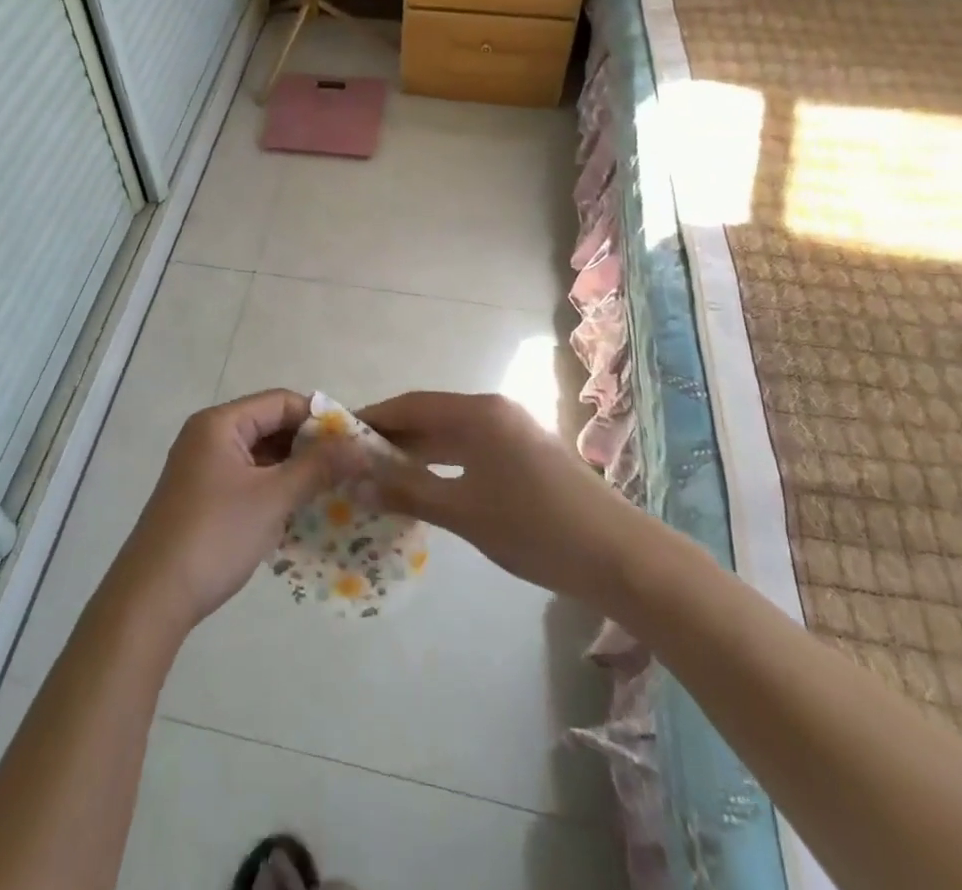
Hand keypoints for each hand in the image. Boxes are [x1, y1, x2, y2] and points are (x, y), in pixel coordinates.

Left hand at [110, 390, 358, 630]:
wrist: (152, 598)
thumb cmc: (215, 535)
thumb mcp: (273, 498)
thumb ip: (318, 467)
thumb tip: (360, 446)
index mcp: (220, 423)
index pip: (281, 402)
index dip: (320, 417)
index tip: (354, 441)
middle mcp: (208, 436)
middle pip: (270, 425)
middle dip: (309, 445)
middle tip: (349, 468)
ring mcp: (203, 467)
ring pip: (260, 455)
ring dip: (294, 469)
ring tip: (333, 489)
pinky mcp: (202, 496)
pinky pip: (248, 478)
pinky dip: (274, 488)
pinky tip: (301, 509)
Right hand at [357, 392, 630, 604]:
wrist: (620, 556)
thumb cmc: (536, 528)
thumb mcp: (464, 512)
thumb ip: (408, 492)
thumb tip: (357, 482)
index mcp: (479, 413)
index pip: (413, 404)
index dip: (374, 417)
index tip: (340, 433)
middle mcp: (495, 411)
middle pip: (432, 416)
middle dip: (394, 436)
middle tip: (354, 460)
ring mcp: (515, 432)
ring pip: (453, 435)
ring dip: (419, 452)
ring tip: (381, 474)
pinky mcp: (527, 455)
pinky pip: (472, 450)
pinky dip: (445, 463)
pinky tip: (427, 486)